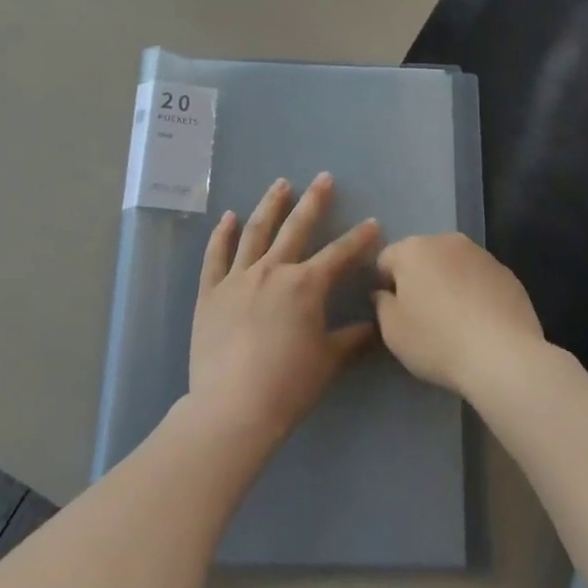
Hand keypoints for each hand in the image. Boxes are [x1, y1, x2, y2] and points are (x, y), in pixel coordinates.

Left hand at [188, 173, 381, 449]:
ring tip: (280, 184)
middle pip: (296, 228)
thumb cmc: (288, 386)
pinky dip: (222, 234)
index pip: (340, 254)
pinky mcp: (210, 292)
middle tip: (323, 178)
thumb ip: (353, 338)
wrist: (232, 408)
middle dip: (314, 201)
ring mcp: (238, 278)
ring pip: (256, 231)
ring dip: (270, 205)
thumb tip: (376, 324)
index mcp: (305, 285)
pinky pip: (216, 256)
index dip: (359, 238)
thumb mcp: (329, 361)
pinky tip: (228, 216)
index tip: (373, 222)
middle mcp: (273, 271)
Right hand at [372, 234, 545, 397]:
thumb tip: (385, 294)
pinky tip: (480, 324)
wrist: (503, 356)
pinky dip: (475, 293)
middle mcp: (447, 241)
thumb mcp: (392, 331)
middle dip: (418, 280)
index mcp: (413, 249)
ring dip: (448, 284)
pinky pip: (479, 279)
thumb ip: (381, 304)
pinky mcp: (507, 272)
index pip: (386, 259)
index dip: (385, 286)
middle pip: (422, 257)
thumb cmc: (437, 341)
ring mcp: (481, 254)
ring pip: (453, 266)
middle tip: (422, 318)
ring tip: (454, 322)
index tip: (394, 313)